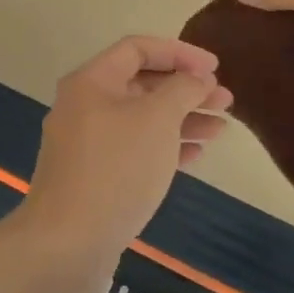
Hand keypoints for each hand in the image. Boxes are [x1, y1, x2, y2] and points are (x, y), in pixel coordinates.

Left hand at [18, 36, 231, 289]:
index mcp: (92, 82)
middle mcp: (85, 106)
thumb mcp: (158, 118)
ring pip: (142, 119)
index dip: (180, 53)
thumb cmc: (117, 168)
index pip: (139, 48)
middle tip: (225, 101)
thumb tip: (198, 79)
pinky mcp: (94, 176)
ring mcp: (87, 144)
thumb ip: (183, 89)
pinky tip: (195, 156)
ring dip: (182, 119)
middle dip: (186, 90)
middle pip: (142, 84)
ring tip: (220, 129)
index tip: (215, 69)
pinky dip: (165, 147)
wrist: (68, 244)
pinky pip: (135, 149)